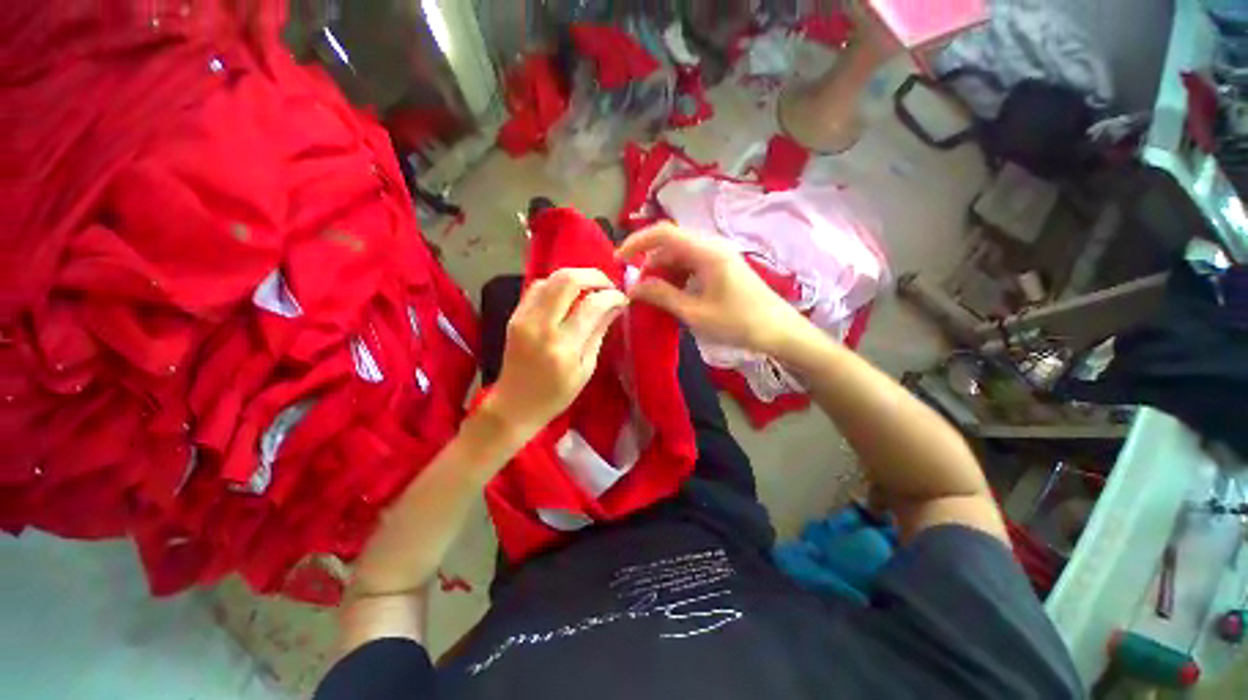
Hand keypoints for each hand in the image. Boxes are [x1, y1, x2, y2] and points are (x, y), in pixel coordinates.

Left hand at [484, 268, 627, 438]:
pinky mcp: (514, 315)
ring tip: (591, 288)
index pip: (592, 305)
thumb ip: (599, 332)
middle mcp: (541, 326)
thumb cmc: (556, 394)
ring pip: (551, 278)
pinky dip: (557, 284)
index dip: (612, 296)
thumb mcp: (586, 368)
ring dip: (575, 277)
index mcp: (563, 347)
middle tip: (608, 286)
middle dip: (594, 276)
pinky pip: (537, 287)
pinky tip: (569, 294)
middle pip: (567, 280)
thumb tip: (615, 305)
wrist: (514, 403)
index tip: (623, 298)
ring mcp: (523, 318)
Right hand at [616, 223, 804, 352]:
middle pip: (670, 245)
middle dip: (649, 264)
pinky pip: (691, 265)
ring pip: (679, 256)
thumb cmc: (738, 322)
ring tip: (654, 297)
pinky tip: (673, 296)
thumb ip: (662, 296)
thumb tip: (633, 288)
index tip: (619, 261)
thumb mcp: (695, 313)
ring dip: (662, 273)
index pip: (663, 233)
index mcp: (706, 251)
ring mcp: (718, 255)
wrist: (779, 331)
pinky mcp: (721, 266)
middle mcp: (711, 246)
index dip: (637, 242)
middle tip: (638, 290)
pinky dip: (676, 277)